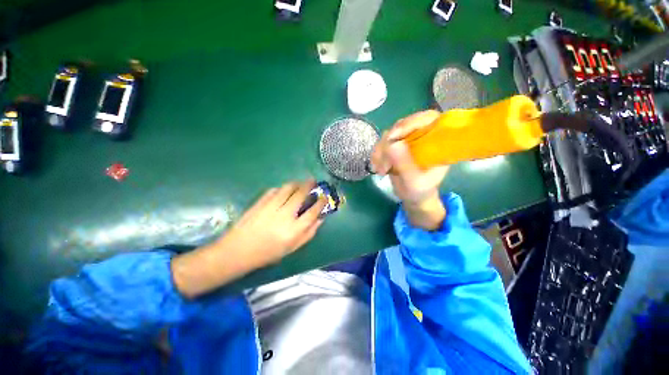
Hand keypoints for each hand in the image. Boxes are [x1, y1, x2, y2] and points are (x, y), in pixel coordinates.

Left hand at [172, 180, 326, 297]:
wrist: (238, 250)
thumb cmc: (268, 253)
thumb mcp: (292, 248)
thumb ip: (309, 233)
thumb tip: (320, 219)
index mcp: (294, 230)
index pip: (313, 211)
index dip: (321, 202)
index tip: (324, 197)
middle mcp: (285, 215)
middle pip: (301, 194)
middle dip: (310, 185)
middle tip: (313, 181)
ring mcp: (271, 206)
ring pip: (288, 188)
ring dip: (297, 183)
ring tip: (300, 183)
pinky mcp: (260, 202)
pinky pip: (275, 190)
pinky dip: (283, 188)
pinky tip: (284, 190)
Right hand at [371, 110, 448, 229]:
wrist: (412, 196)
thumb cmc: (420, 190)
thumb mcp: (414, 181)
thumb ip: (405, 165)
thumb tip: (392, 144)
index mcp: (437, 141)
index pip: (428, 119)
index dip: (411, 122)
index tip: (393, 137)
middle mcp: (422, 136)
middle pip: (403, 125)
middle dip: (389, 143)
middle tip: (383, 162)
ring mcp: (407, 140)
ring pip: (389, 134)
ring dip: (380, 151)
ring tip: (380, 170)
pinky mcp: (395, 146)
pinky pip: (381, 143)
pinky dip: (376, 154)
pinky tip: (376, 167)